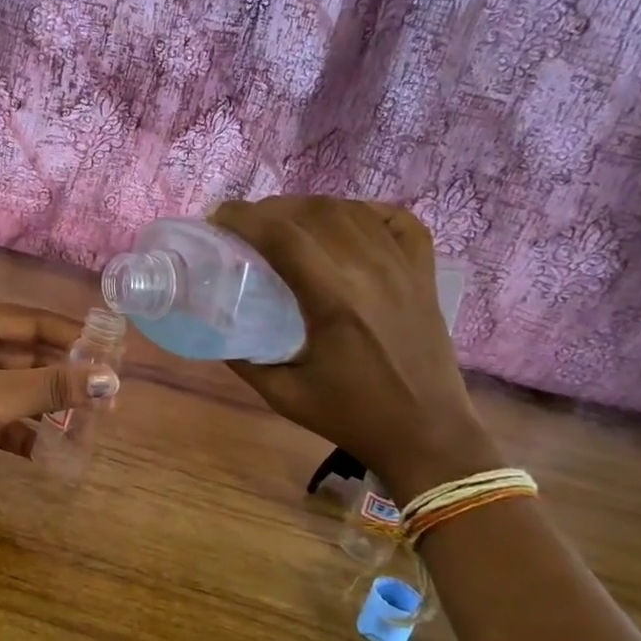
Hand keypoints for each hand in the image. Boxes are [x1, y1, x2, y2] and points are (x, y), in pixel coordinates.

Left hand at [0, 301, 119, 507]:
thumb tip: (110, 381)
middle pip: (27, 356)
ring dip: (47, 408)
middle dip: (63, 379)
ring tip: (87, 429)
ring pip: (15, 388)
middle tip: (104, 401)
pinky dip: (22, 431)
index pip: (34, 322)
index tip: (112, 358)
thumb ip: (53, 387)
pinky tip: (49, 452)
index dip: (75, 339)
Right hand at [209, 197, 499, 498]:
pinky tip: (343, 222)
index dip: (244, 217)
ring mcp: (403, 267)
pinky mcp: (423, 272)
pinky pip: (396, 220)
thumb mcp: (283, 394)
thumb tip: (213, 324)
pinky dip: (364, 211)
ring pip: (350, 210)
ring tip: (285, 223)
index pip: (283, 235)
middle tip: (245, 225)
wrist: (427, 433)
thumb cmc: (351, 416)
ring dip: (309, 207)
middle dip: (270, 209)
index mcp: (334, 300)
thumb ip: (243, 357)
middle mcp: (371, 271)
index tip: (218, 218)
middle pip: (313, 212)